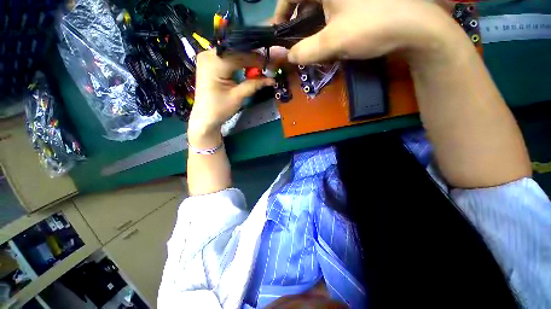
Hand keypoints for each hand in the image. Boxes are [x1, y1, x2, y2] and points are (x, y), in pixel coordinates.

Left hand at [188, 50, 273, 147]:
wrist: (205, 117)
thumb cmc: (220, 109)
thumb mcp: (238, 97)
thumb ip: (254, 84)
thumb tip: (272, 79)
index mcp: (214, 63)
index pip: (240, 55)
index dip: (257, 59)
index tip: (270, 64)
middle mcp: (208, 54)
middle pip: (235, 51)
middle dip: (252, 58)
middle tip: (266, 65)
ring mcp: (207, 57)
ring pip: (232, 53)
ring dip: (246, 59)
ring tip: (259, 66)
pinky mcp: (209, 62)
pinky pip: (227, 57)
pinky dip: (239, 61)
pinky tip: (248, 66)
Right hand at [273, 0, 462, 65]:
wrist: (416, 26)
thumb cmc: (372, 27)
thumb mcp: (333, 42)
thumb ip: (305, 51)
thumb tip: (286, 56)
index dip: (281, 13)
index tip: (280, 33)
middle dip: (297, 20)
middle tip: (297, 41)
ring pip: (319, 4)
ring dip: (313, 22)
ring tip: (314, 41)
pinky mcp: (357, 0)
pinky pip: (334, 6)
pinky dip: (327, 19)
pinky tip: (331, 32)